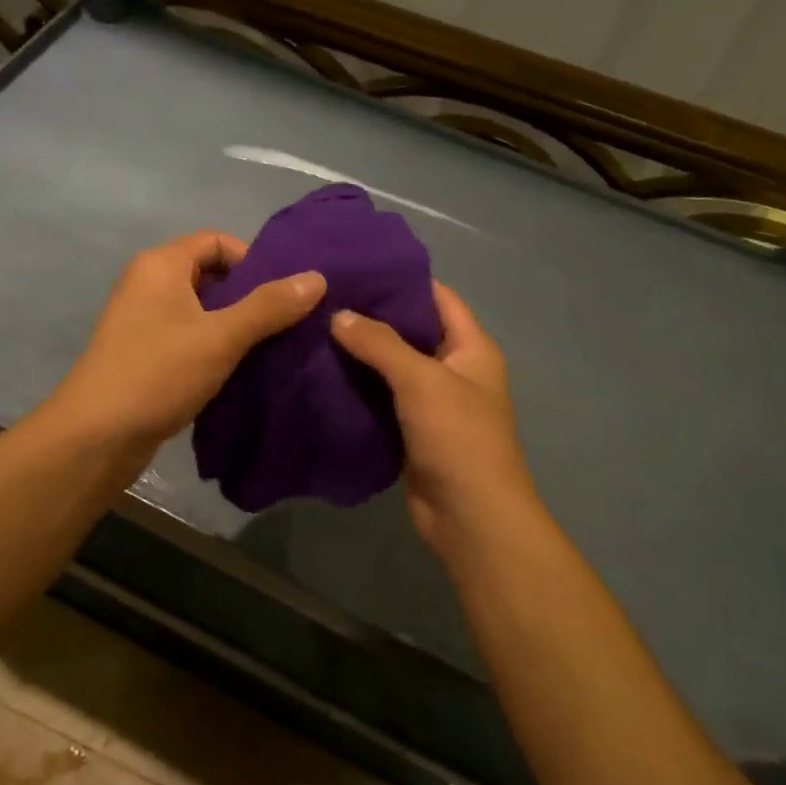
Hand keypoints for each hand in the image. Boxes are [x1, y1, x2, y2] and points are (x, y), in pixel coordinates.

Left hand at [45, 231, 324, 466]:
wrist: (96, 437)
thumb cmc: (157, 373)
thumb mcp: (221, 337)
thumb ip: (270, 306)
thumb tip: (317, 278)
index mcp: (160, 265)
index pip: (216, 241)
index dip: (252, 261)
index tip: (281, 294)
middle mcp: (148, 285)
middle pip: (210, 275)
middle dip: (249, 296)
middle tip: (285, 324)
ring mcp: (143, 322)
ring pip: (201, 311)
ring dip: (235, 326)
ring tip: (270, 349)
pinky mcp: (145, 356)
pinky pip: (189, 338)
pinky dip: (215, 348)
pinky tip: (240, 371)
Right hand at [330, 282, 538, 556]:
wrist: (470, 517)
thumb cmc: (458, 437)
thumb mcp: (421, 380)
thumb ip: (380, 344)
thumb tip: (339, 314)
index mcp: (471, 348)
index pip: (437, 298)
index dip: (402, 280)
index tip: (357, 267)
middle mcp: (454, 369)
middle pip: (411, 331)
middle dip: (372, 317)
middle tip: (324, 298)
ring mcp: (432, 403)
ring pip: (392, 368)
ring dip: (360, 354)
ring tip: (313, 329)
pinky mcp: (411, 431)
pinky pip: (381, 400)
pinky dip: (357, 388)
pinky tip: (322, 374)